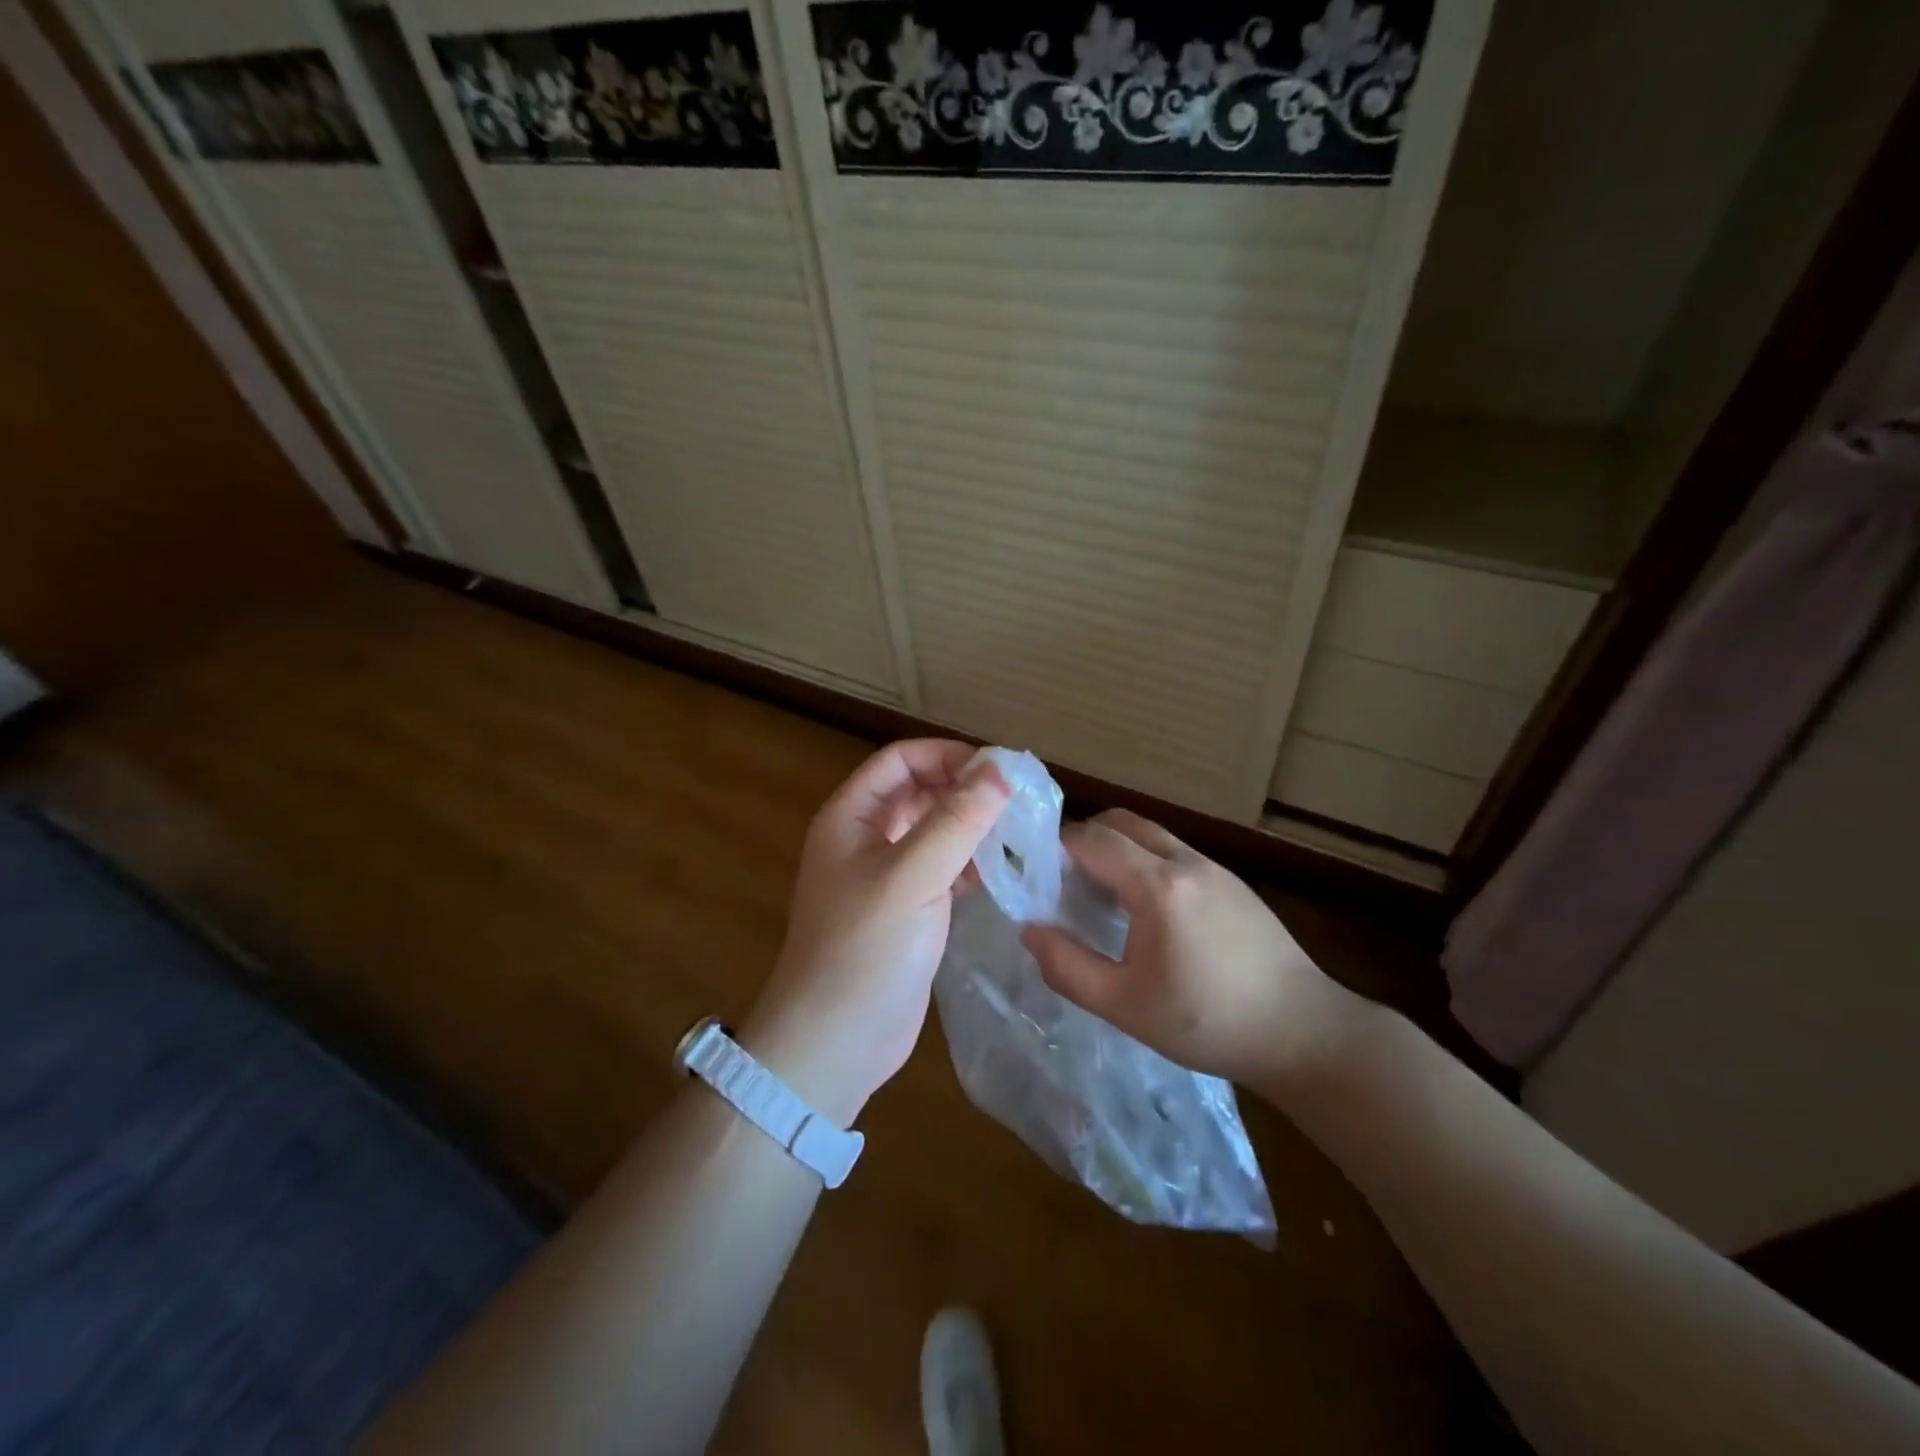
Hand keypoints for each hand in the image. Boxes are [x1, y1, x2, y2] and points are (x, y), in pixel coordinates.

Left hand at [740, 740, 1008, 1125]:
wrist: (835, 1042)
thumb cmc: (864, 949)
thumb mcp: (911, 876)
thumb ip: (956, 820)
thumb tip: (1000, 770)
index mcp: (852, 816)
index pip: (902, 760)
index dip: (948, 755)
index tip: (999, 770)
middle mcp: (867, 838)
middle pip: (921, 792)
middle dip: (967, 789)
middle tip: (1022, 800)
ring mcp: (888, 876)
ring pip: (936, 831)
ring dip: (974, 826)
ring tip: (1023, 832)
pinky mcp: (908, 910)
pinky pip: (944, 869)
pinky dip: (972, 863)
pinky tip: (1005, 871)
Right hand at [1021, 809, 1359, 1087]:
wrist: (1303, 1031)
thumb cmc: (1209, 1023)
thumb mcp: (1125, 1006)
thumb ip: (1068, 967)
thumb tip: (1029, 931)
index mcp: (1158, 886)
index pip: (1091, 839)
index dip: (1056, 849)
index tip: (1038, 878)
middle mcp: (1186, 861)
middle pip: (1120, 821)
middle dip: (1084, 839)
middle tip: (1065, 882)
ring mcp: (1214, 867)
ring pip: (1150, 833)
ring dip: (1116, 849)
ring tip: (1101, 896)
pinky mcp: (1232, 881)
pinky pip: (1174, 851)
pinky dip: (1145, 861)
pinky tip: (1146, 911)